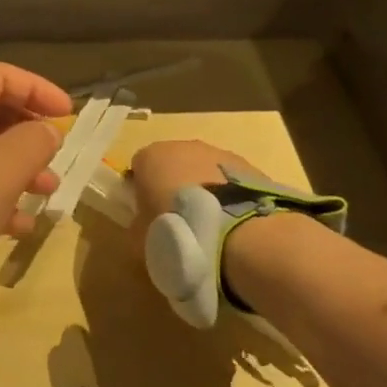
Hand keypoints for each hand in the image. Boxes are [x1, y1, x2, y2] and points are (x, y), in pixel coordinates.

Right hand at [126, 140, 271, 225]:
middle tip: (180, 222)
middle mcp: (184, 146)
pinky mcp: (249, 167)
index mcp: (151, 157)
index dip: (141, 191)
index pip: (139, 167)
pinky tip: (233, 224)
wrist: (238, 237)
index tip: (148, 215)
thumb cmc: (178, 234)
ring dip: (204, 190)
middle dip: (174, 187)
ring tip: (211, 226)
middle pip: (173, 164)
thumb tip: (142, 225)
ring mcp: (219, 154)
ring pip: (204, 170)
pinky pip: (230, 181)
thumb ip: (137, 226)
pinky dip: (229, 197)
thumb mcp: (140, 240)